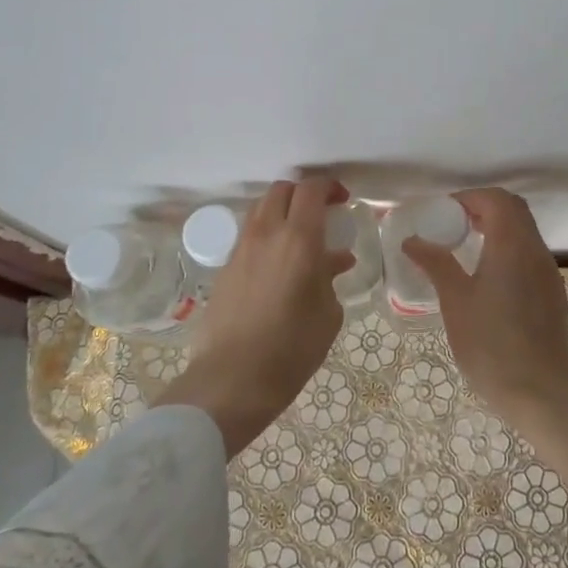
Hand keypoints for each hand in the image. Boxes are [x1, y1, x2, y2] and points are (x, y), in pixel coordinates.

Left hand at [155, 176, 353, 455]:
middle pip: (282, 190)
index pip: (311, 190)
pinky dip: (266, 233)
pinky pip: (249, 234)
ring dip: (282, 211)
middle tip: (321, 213)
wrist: (231, 381)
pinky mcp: (225, 267)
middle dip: (303, 194)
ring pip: (261, 208)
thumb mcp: (327, 315)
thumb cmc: (291, 350)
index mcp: (298, 240)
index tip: (342, 199)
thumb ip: (330, 278)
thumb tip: (334, 260)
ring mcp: (241, 248)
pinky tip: (279, 262)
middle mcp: (267, 233)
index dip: (329, 186)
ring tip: (300, 236)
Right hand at [401, 188, 567, 423]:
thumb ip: (436, 264)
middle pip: (514, 209)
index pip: (496, 199)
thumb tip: (412, 240)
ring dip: (498, 228)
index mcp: (512, 246)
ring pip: (525, 232)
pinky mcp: (553, 293)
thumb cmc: (490, 345)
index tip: (443, 213)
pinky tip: (488, 276)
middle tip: (453, 224)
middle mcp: (536, 251)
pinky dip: (509, 249)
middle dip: (484, 207)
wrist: (539, 393)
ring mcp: (549, 273)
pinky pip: (530, 254)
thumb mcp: (455, 301)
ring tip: (466, 247)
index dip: (468, 198)